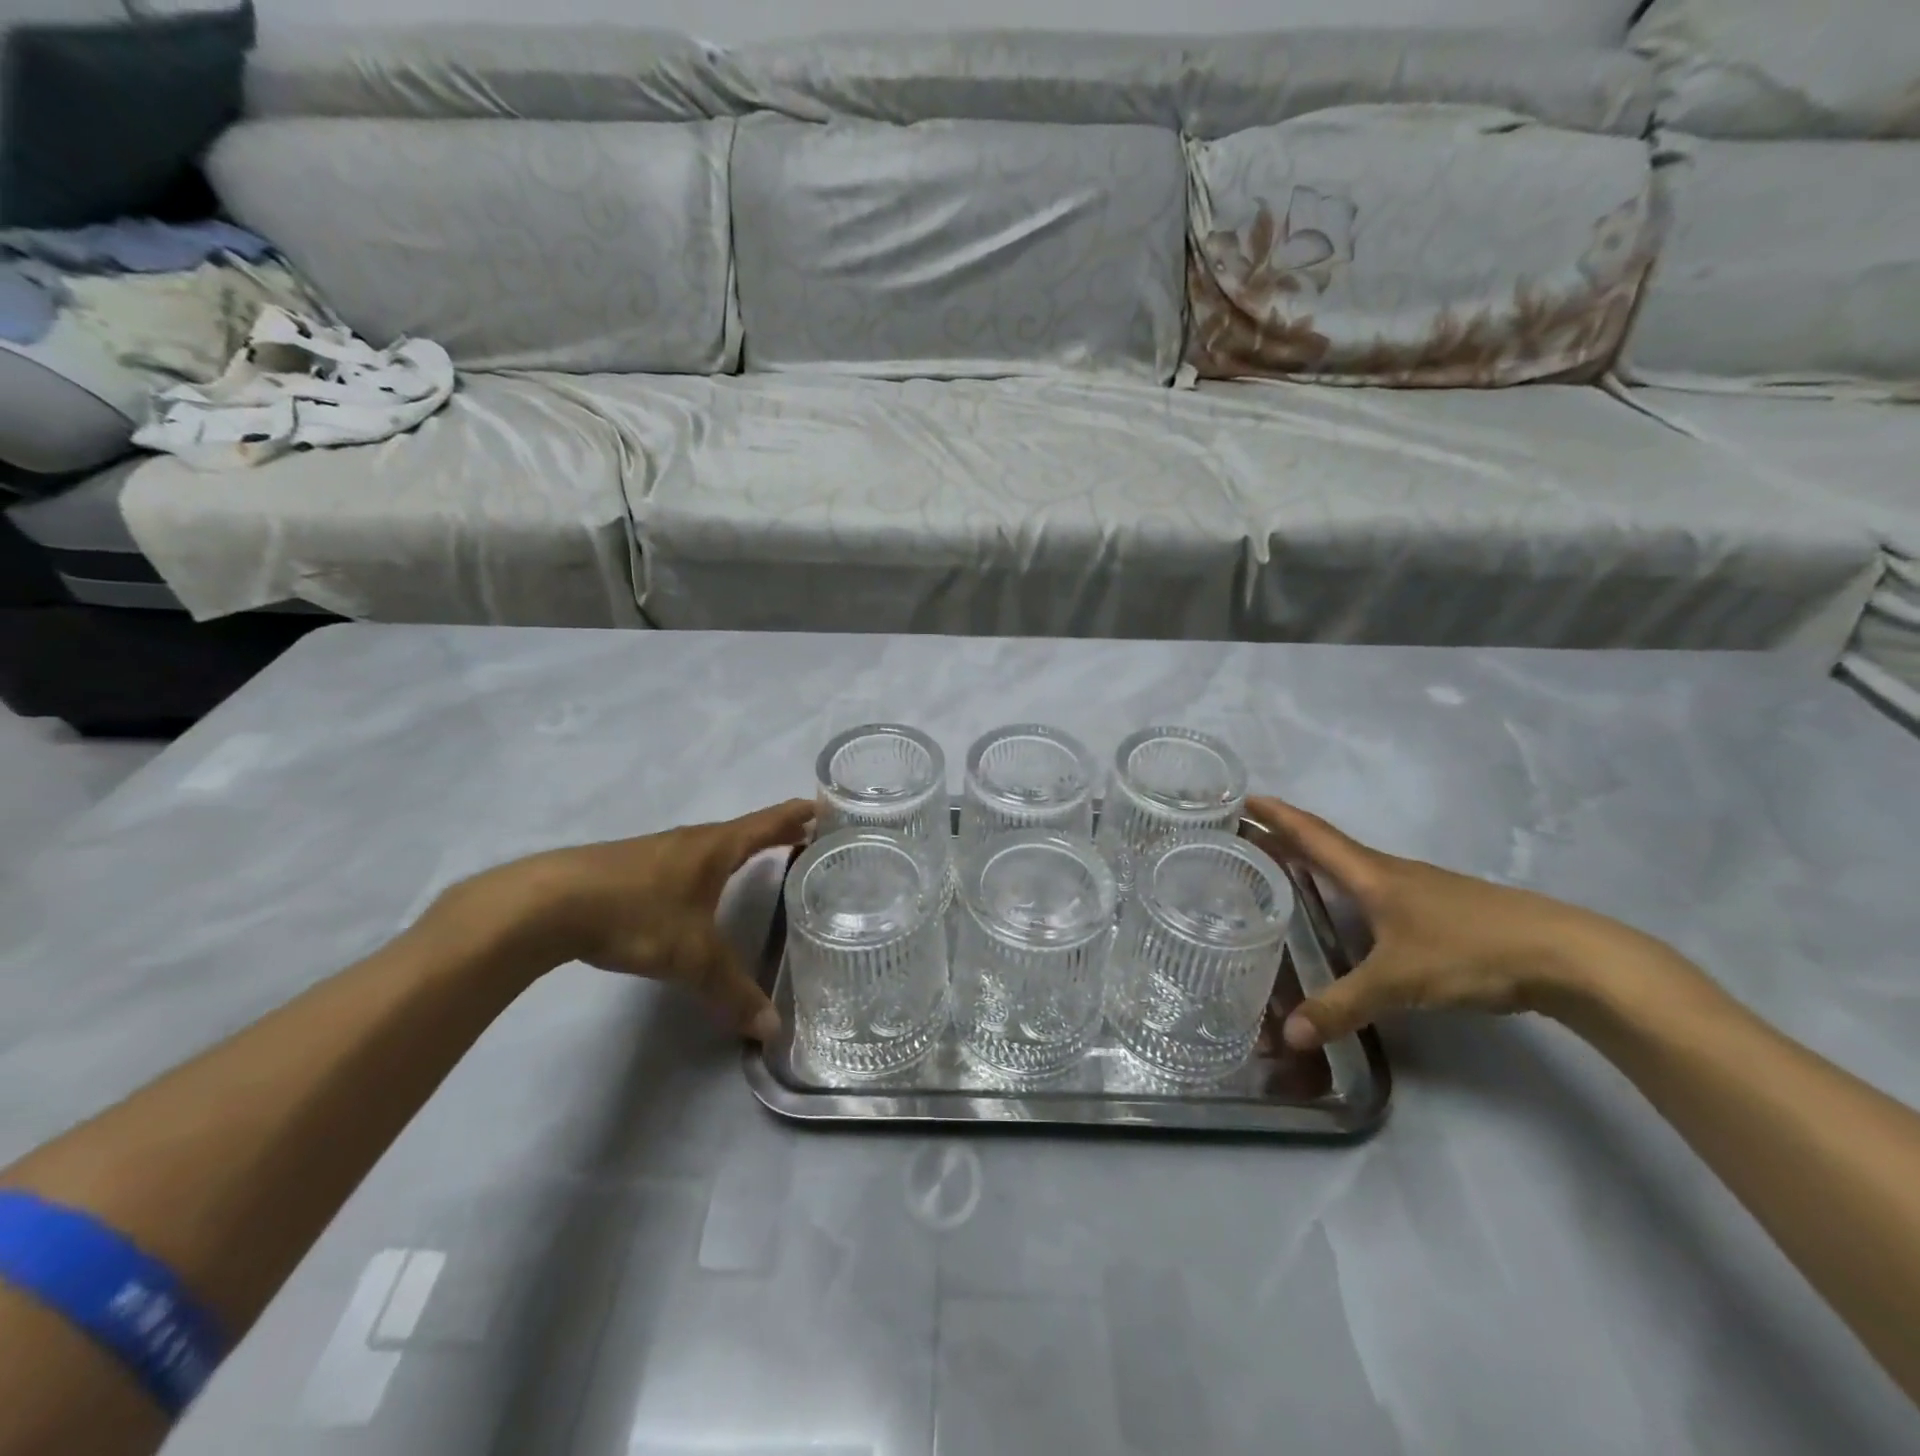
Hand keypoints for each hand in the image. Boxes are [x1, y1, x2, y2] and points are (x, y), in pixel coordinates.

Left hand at [441, 799, 814, 1040]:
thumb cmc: (636, 914)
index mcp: (718, 847)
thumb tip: (771, 1031)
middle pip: (747, 829)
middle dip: (779, 831)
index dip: (800, 813)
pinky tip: (705, 887)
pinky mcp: (634, 867)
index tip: (827, 807)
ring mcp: (662, 851)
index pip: (770, 822)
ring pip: (716, 844)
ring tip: (766, 860)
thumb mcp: (692, 957)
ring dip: (745, 847)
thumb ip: (732, 992)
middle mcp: (694, 841)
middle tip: (810, 838)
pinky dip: (714, 864)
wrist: (548, 903)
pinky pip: (690, 859)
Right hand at [1245, 797, 1692, 1050]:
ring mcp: (1418, 889)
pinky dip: (1343, 885)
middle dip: (1284, 836)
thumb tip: (1288, 1036)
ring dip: (1314, 860)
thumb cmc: (1471, 951)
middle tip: (1244, 834)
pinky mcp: (1439, 910)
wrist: (1567, 955)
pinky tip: (1344, 907)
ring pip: (1352, 866)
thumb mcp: (1398, 982)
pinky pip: (1374, 888)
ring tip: (1281, 867)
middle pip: (1326, 845)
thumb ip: (1342, 1007)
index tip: (1244, 796)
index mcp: (1371, 875)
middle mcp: (1389, 873)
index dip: (1277, 815)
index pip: (1312, 835)